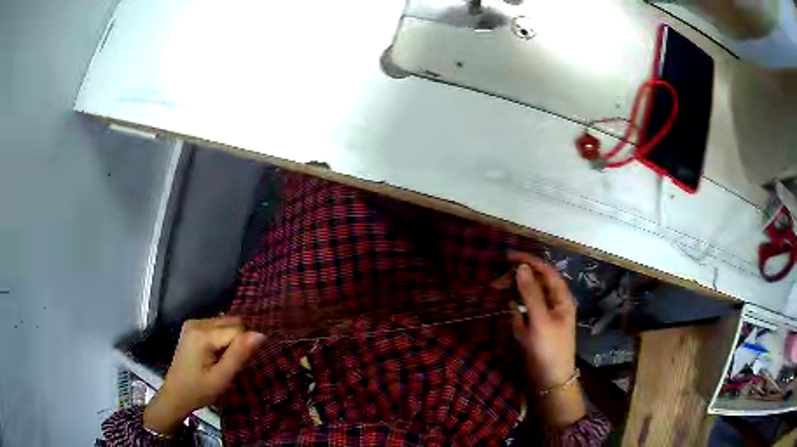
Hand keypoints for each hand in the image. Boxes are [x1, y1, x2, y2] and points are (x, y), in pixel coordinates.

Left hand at [143, 317, 265, 435]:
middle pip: (232, 322)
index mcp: (202, 335)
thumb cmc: (200, 390)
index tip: (239, 366)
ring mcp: (193, 322)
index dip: (244, 348)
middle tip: (232, 364)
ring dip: (232, 339)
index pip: (238, 330)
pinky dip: (223, 338)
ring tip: (225, 360)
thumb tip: (260, 334)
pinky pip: (217, 325)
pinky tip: (217, 354)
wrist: (176, 394)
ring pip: (226, 323)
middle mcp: (197, 322)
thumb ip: (239, 355)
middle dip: (239, 341)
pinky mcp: (192, 326)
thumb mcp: (222, 378)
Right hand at [507, 251, 584, 427]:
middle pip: (535, 282)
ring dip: (514, 292)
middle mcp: (554, 303)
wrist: (550, 381)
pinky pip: (524, 313)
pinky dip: (516, 310)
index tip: (507, 256)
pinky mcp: (535, 328)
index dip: (528, 261)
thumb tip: (521, 267)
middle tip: (495, 281)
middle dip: (517, 278)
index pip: (546, 271)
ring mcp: (544, 316)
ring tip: (496, 291)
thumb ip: (531, 294)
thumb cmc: (549, 349)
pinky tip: (510, 310)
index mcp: (561, 298)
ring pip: (528, 297)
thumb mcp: (540, 321)